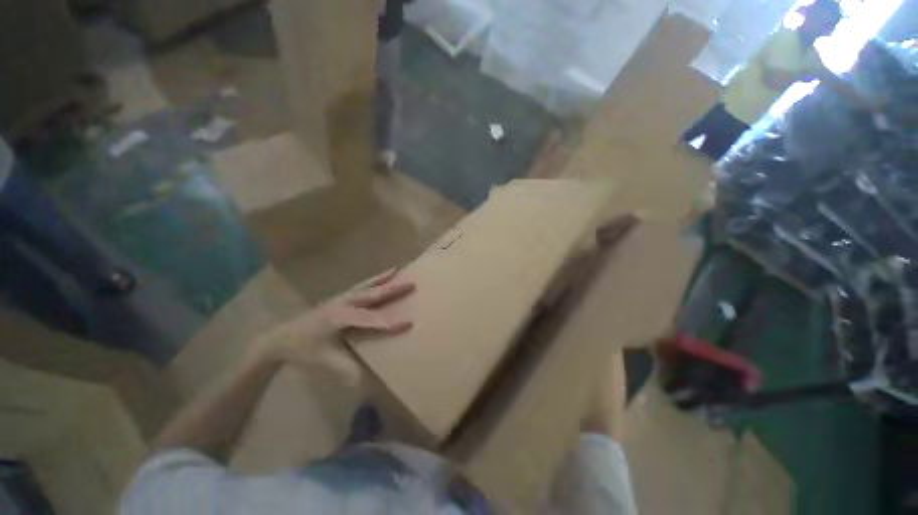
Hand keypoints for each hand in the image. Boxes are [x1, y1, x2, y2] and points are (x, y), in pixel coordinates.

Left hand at [250, 268, 415, 365]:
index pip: (371, 320)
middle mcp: (343, 303)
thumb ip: (348, 370)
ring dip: (384, 279)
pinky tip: (384, 274)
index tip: (410, 323)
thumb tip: (371, 381)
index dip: (390, 323)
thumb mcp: (326, 362)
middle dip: (393, 290)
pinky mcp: (341, 297)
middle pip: (372, 294)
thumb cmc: (304, 350)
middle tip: (412, 284)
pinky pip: (362, 285)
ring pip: (367, 285)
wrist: (280, 338)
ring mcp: (342, 297)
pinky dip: (375, 278)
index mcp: (340, 318)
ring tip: (399, 271)